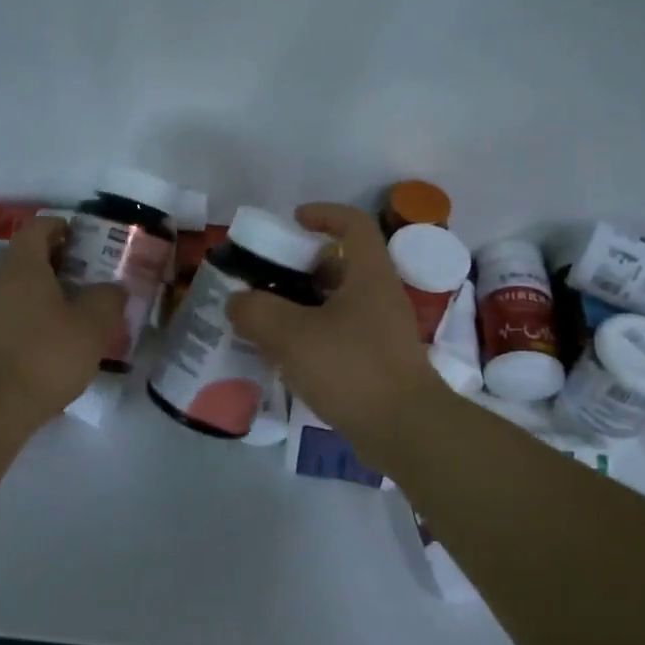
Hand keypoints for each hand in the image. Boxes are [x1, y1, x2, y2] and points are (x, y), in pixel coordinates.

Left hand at [0, 218, 125, 428]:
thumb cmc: (46, 354)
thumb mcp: (92, 324)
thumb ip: (107, 298)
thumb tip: (112, 288)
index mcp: (24, 265)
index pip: (38, 227)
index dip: (62, 226)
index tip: (86, 238)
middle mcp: (0, 281)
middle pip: (29, 257)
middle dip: (60, 260)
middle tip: (91, 273)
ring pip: (22, 288)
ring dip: (49, 291)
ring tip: (81, 307)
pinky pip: (15, 314)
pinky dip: (37, 315)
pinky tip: (59, 338)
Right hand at [226, 203, 447, 447]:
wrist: (406, 431)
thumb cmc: (352, 368)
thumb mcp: (293, 335)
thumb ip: (257, 312)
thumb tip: (237, 301)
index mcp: (369, 275)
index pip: (353, 224)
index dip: (324, 214)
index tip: (293, 221)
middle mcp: (380, 296)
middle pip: (342, 266)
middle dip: (302, 268)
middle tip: (267, 280)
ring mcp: (382, 332)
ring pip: (339, 304)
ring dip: (304, 306)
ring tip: (267, 321)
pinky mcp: (378, 364)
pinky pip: (341, 336)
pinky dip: (313, 337)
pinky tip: (286, 358)